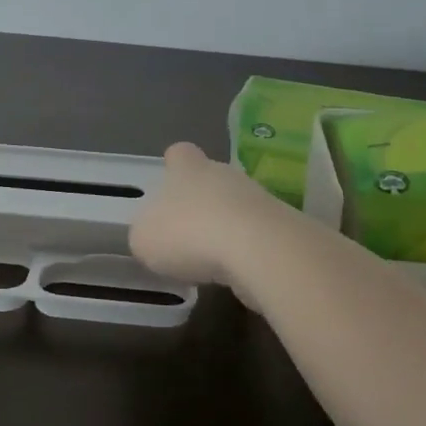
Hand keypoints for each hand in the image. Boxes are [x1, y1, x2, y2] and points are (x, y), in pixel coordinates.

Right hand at [129, 142, 291, 299]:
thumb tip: (153, 236)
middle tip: (187, 234)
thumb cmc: (189, 234)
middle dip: (201, 202)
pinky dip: (246, 251)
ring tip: (210, 261)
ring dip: (225, 228)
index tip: (169, 187)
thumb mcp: (144, 239)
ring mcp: (256, 197)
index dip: (174, 167)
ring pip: (235, 206)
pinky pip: (256, 234)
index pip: (179, 153)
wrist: (257, 249)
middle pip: (210, 179)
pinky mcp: (280, 225)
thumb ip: (145, 234)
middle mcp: (222, 173)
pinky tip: (236, 273)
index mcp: (186, 168)